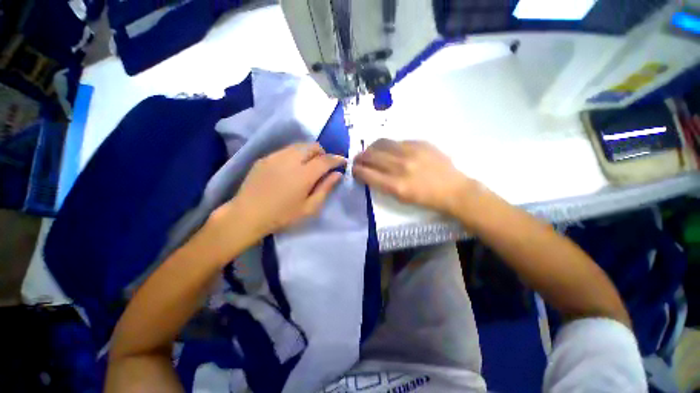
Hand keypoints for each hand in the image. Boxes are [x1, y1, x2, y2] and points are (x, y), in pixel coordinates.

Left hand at [215, 142, 345, 238]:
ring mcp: (275, 156)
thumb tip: (337, 174)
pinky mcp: (265, 158)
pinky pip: (285, 150)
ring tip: (308, 166)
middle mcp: (291, 159)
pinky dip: (294, 155)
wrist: (247, 215)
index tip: (343, 161)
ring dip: (308, 152)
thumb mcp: (309, 208)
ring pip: (298, 146)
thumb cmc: (282, 215)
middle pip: (312, 146)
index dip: (337, 159)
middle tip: (324, 165)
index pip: (326, 159)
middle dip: (322, 152)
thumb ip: (325, 189)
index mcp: (304, 174)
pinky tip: (291, 169)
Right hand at [353, 139, 482, 215]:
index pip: (366, 173)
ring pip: (381, 144)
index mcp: (395, 186)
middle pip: (371, 156)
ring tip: (370, 152)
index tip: (354, 170)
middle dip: (360, 158)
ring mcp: (411, 152)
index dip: (356, 171)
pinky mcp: (420, 143)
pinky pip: (396, 141)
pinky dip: (388, 146)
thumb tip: (369, 172)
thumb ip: (382, 184)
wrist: (453, 189)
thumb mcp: (400, 198)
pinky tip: (389, 150)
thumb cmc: (425, 199)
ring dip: (371, 148)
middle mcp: (400, 167)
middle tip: (358, 160)